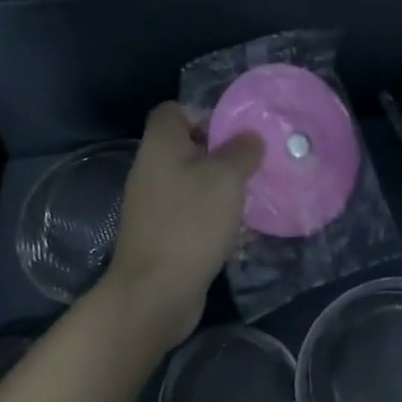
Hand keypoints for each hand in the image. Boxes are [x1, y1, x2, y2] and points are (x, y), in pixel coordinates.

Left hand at [105, 103, 262, 346]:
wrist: (156, 291)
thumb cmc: (191, 222)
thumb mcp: (227, 177)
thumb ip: (241, 150)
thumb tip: (249, 137)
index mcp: (160, 145)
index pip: (173, 110)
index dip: (203, 113)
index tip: (233, 132)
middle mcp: (150, 168)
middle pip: (185, 146)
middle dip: (220, 152)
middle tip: (252, 164)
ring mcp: (152, 204)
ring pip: (190, 181)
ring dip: (219, 186)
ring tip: (250, 195)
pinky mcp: (160, 233)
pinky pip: (189, 211)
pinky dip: (211, 214)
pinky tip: (237, 228)